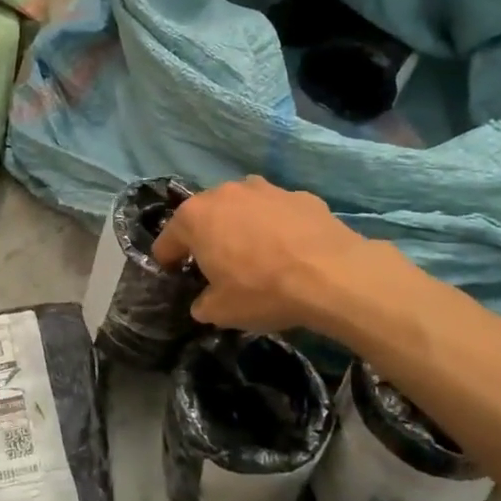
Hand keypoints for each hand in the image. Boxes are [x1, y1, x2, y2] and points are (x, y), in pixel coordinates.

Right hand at [152, 175, 407, 331]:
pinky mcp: (299, 194)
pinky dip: (277, 227)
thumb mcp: (222, 311)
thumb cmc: (263, 290)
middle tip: (216, 265)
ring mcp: (264, 189)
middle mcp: (225, 193)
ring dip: (242, 226)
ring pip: (243, 208)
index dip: (167, 258)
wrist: (332, 274)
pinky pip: (277, 212)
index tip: (172, 273)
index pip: (168, 238)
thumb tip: (204, 302)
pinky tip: (291, 250)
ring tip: (256, 254)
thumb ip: (204, 304)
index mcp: (196, 217)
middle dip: (207, 237)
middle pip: (206, 215)